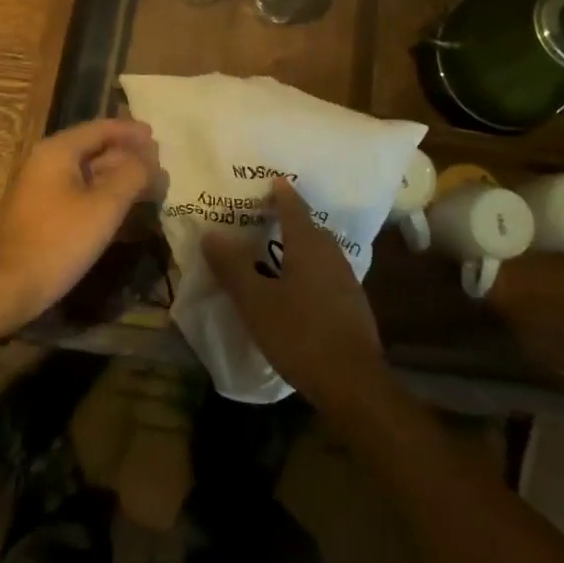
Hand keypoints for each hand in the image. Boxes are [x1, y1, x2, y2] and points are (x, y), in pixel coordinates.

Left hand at [0, 118, 161, 330]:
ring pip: (87, 172)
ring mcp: (41, 188)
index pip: (101, 128)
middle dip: (127, 155)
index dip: (131, 132)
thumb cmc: (57, 241)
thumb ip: (132, 175)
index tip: (157, 136)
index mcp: (58, 151)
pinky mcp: (41, 212)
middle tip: (158, 163)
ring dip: (117, 176)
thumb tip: (150, 157)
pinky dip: (102, 193)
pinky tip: (121, 207)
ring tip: (148, 184)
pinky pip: (78, 191)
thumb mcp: (104, 206)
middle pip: (94, 148)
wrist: (5, 287)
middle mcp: (46, 161)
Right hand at [202, 178, 388, 413]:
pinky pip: (326, 273)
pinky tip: (296, 289)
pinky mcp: (352, 303)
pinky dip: (309, 270)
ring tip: (275, 253)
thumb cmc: (300, 334)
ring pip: (319, 251)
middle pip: (308, 227)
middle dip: (288, 219)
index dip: (281, 193)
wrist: (353, 381)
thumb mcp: (256, 302)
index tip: (270, 181)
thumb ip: (233, 267)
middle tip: (263, 218)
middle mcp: (331, 253)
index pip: (294, 207)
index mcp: (308, 245)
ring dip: (299, 247)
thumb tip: (211, 234)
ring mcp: (346, 278)